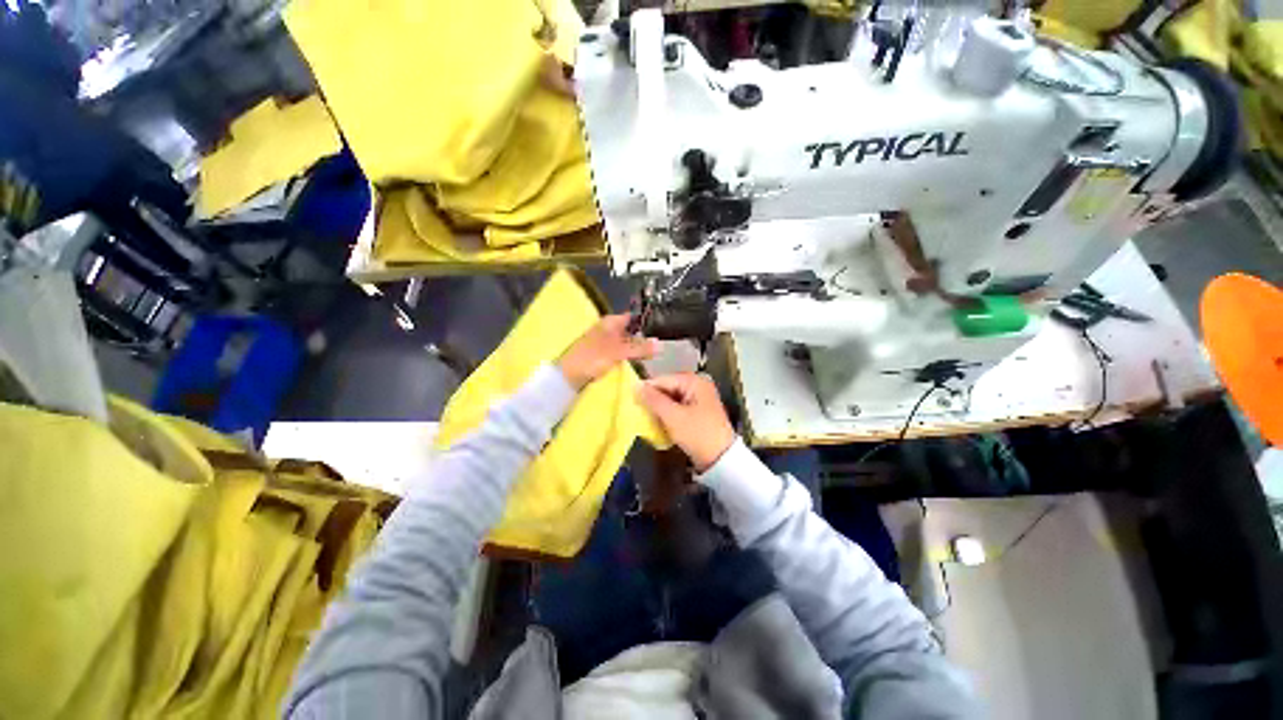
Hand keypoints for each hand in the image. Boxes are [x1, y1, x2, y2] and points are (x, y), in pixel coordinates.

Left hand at [558, 314, 660, 388]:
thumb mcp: (618, 352)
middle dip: (646, 336)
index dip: (649, 321)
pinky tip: (641, 361)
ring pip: (628, 341)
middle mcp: (609, 328)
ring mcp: (607, 341)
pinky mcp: (605, 354)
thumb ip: (640, 348)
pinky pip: (623, 351)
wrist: (568, 375)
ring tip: (657, 353)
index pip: (634, 316)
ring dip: (639, 347)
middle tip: (665, 344)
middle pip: (632, 329)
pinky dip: (631, 354)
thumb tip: (662, 345)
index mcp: (611, 321)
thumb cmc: (592, 358)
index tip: (665, 328)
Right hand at [637, 373, 735, 471]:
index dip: (647, 389)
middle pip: (668, 388)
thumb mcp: (673, 416)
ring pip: (671, 399)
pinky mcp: (698, 413)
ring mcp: (699, 400)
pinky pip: (677, 408)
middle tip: (636, 409)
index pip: (664, 379)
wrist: (721, 460)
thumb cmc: (697, 434)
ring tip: (644, 417)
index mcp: (694, 382)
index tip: (630, 399)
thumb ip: (653, 400)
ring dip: (659, 408)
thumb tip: (636, 385)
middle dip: (653, 399)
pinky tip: (658, 423)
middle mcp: (698, 386)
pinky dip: (667, 414)